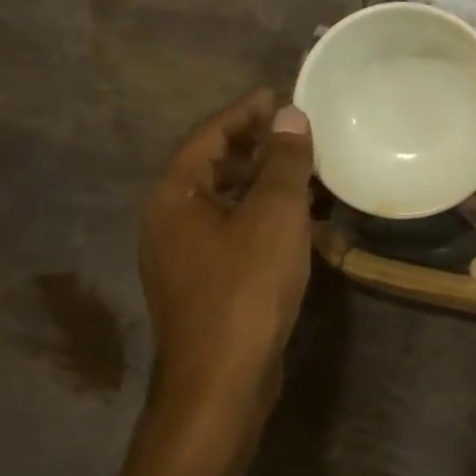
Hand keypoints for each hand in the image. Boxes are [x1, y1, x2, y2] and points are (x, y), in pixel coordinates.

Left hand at [139, 88, 314, 432]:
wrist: (222, 381)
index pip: (209, 136)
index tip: (277, 94)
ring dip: (263, 184)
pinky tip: (299, 224)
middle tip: (298, 133)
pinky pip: (234, 233)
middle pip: (213, 168)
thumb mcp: (274, 215)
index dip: (245, 112)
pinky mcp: (204, 285)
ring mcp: (184, 257)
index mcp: (174, 197)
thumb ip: (284, 162)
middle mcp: (169, 222)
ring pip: (226, 203)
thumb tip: (290, 116)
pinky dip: (263, 219)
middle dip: (256, 147)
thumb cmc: (246, 288)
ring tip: (306, 173)